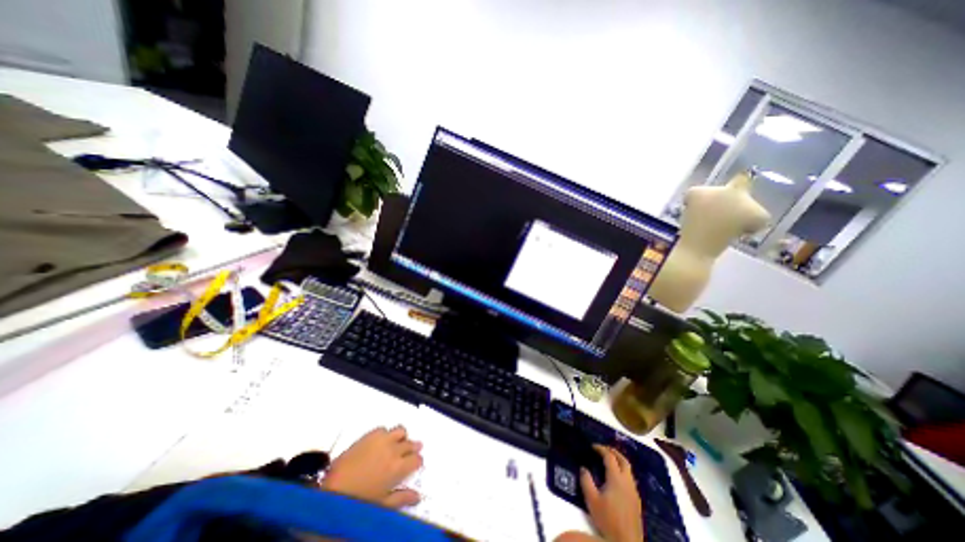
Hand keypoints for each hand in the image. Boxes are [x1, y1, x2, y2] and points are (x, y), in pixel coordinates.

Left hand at [321, 428, 422, 507]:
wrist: (331, 490)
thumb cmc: (358, 502)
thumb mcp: (382, 506)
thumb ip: (402, 499)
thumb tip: (418, 496)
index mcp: (398, 468)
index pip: (417, 459)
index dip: (418, 462)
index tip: (415, 465)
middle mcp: (393, 450)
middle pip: (410, 443)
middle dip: (413, 448)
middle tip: (410, 452)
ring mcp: (382, 440)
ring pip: (400, 431)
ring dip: (402, 437)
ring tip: (398, 444)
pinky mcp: (369, 434)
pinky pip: (384, 428)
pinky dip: (386, 433)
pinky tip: (381, 442)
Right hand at [576, 444, 641, 541]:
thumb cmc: (608, 520)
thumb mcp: (592, 500)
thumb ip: (586, 481)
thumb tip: (584, 468)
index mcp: (616, 479)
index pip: (609, 457)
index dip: (601, 449)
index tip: (592, 446)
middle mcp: (627, 481)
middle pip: (623, 460)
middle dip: (613, 451)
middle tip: (602, 448)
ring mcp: (634, 491)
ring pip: (629, 469)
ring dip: (619, 461)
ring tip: (609, 460)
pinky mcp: (636, 500)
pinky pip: (630, 479)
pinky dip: (623, 471)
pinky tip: (616, 478)